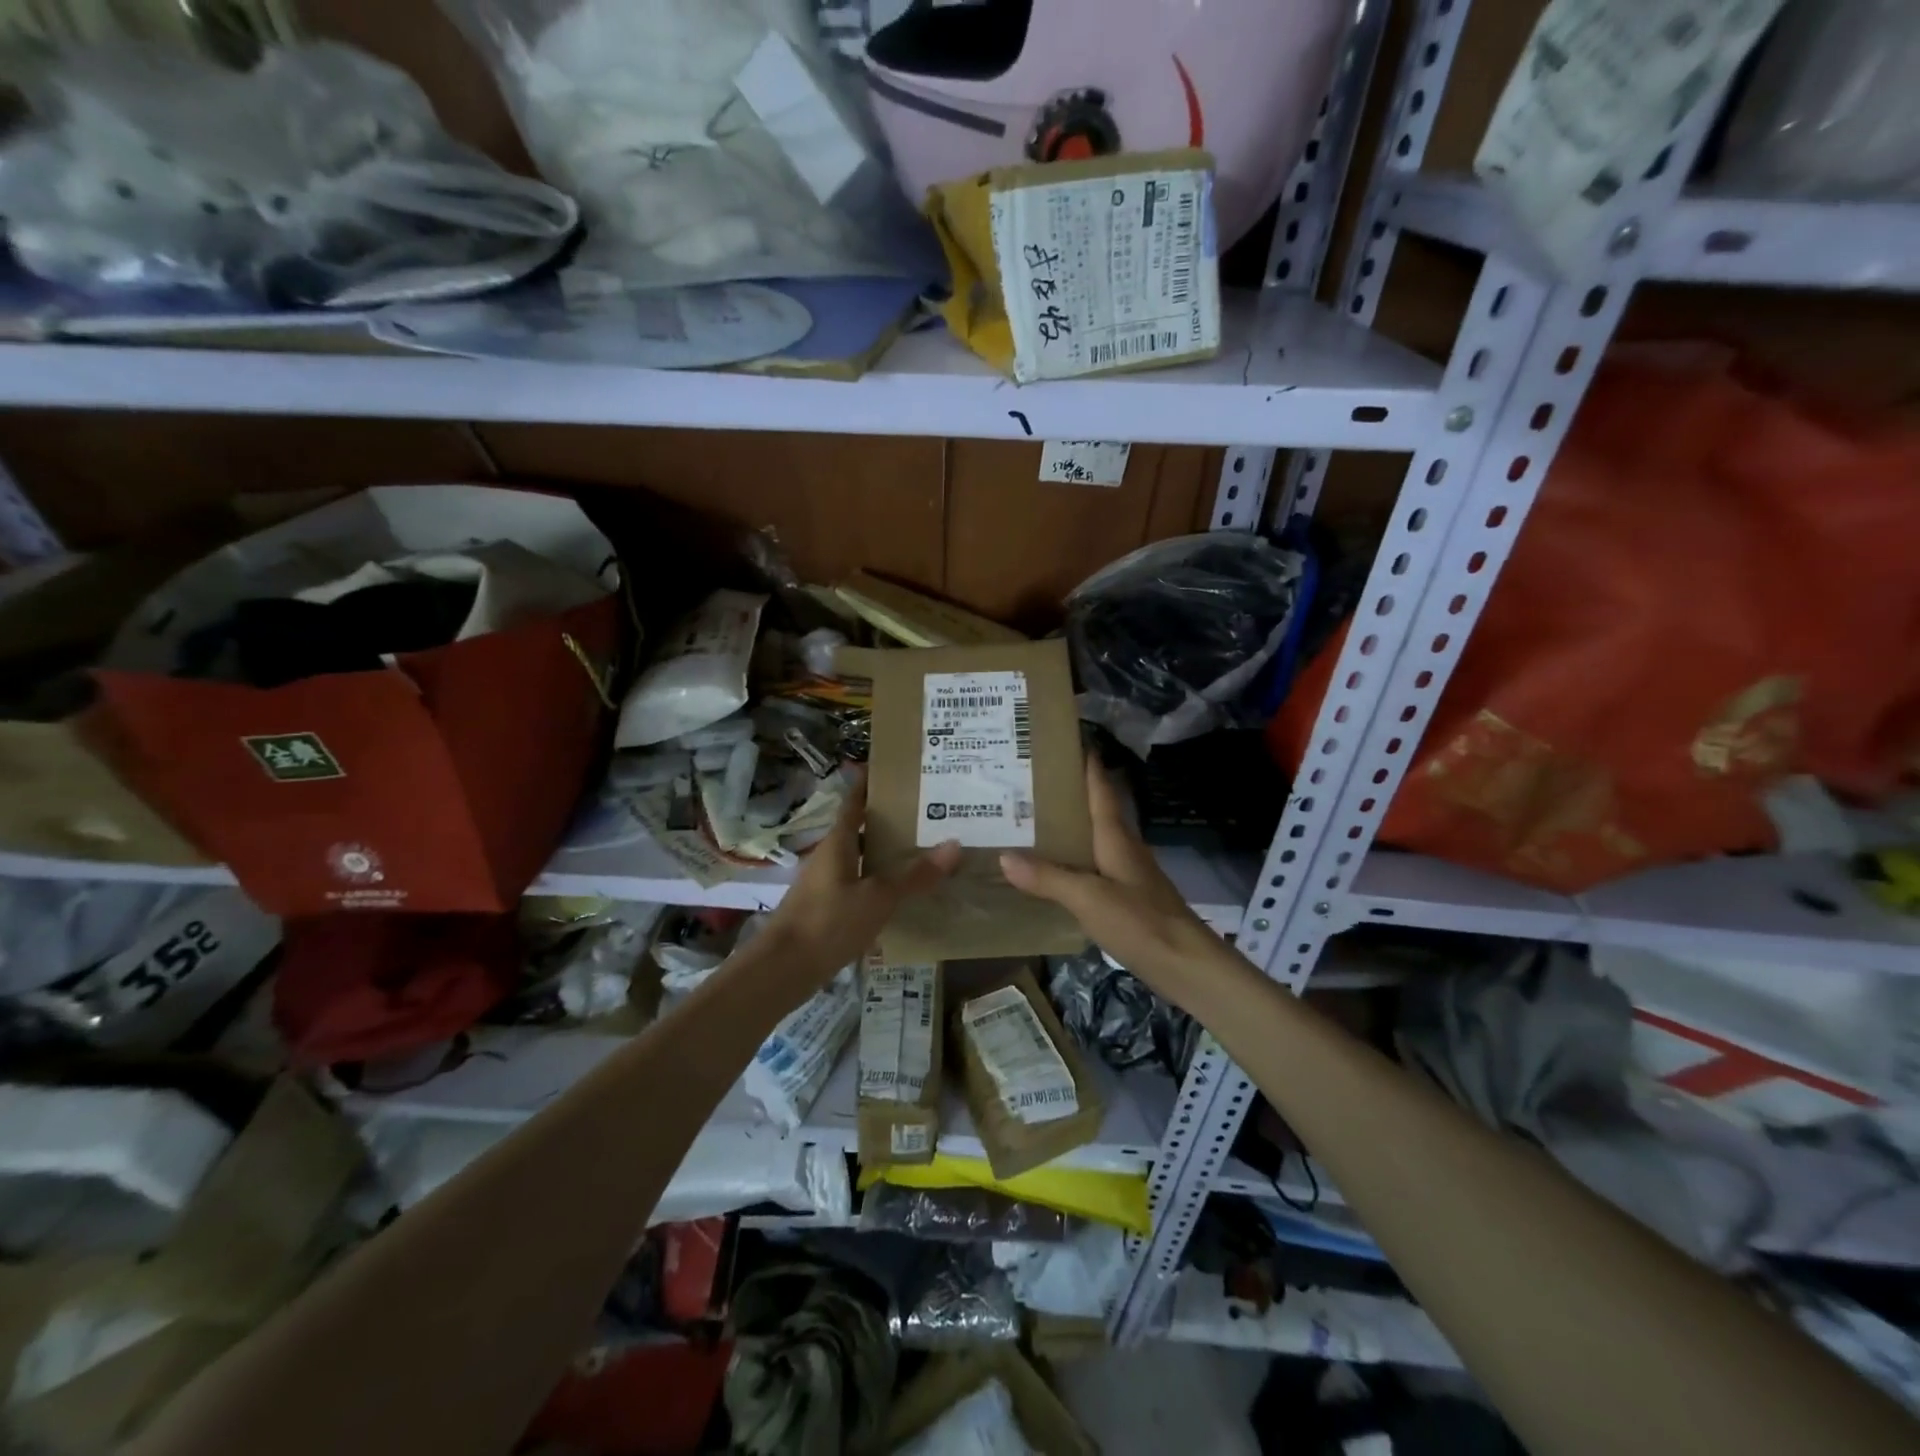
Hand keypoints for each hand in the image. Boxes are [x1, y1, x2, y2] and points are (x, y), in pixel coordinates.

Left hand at [757, 769, 959, 983]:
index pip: (854, 803)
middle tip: (926, 812)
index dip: (869, 784)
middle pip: (860, 829)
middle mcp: (829, 857)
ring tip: (921, 849)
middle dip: (888, 820)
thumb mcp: (877, 898)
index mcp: (837, 843)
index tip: (892, 768)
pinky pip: (858, 883)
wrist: (783, 970)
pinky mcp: (826, 909)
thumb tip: (954, 844)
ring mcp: (825, 884)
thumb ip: (914, 875)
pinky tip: (901, 892)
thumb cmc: (828, 923)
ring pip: (860, 858)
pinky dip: (879, 880)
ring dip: (885, 852)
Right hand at [1000, 757, 1219, 998]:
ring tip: (1028, 820)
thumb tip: (1004, 856)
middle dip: (1066, 793)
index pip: (1100, 788)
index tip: (1064, 739)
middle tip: (1026, 781)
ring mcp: (1126, 873)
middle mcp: (1122, 847)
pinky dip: (1070, 859)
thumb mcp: (1088, 898)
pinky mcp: (1126, 897)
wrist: (1187, 965)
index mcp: (1116, 837)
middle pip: (1094, 810)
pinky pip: (1092, 866)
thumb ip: (1048, 878)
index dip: (1086, 762)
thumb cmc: (1141, 921)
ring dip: (1067, 827)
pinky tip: (1050, 869)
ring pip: (1092, 839)